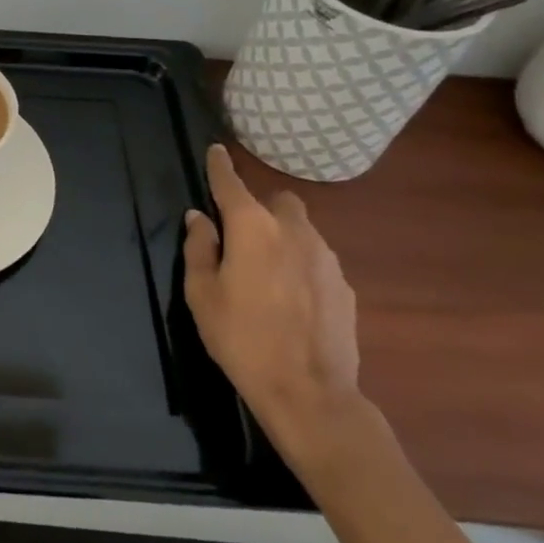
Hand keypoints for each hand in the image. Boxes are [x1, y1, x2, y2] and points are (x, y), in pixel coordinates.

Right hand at [184, 145, 364, 462]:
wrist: (309, 392)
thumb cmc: (241, 338)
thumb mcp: (202, 294)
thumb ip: (199, 248)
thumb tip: (199, 218)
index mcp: (252, 227)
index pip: (231, 183)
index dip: (220, 166)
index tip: (216, 151)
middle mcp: (293, 231)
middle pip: (279, 201)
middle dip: (261, 208)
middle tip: (242, 237)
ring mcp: (326, 258)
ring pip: (302, 229)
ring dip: (283, 237)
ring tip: (267, 273)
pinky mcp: (344, 286)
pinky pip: (317, 260)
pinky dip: (301, 266)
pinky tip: (291, 299)